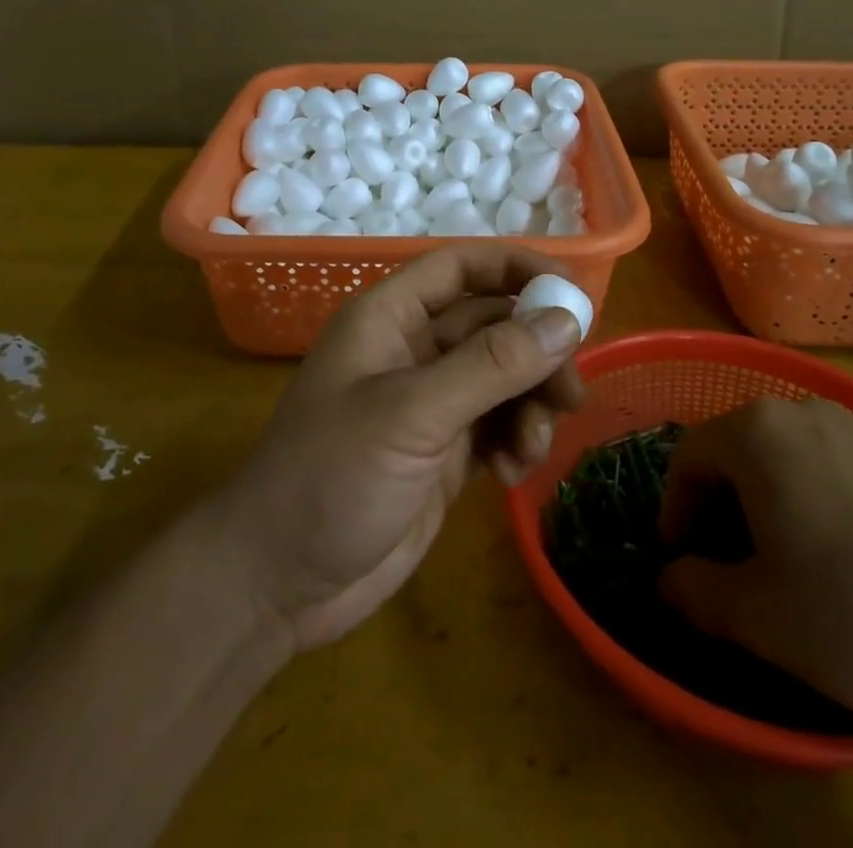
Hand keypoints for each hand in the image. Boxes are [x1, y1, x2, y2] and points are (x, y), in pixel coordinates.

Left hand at [209, 245, 585, 650]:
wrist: (279, 584)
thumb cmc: (332, 477)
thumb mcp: (412, 414)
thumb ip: (491, 365)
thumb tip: (566, 320)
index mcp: (389, 317)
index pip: (461, 268)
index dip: (517, 268)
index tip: (574, 292)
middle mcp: (412, 350)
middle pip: (493, 325)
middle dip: (536, 351)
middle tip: (570, 392)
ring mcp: (428, 403)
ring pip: (502, 378)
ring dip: (530, 404)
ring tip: (533, 445)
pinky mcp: (442, 452)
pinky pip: (497, 426)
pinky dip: (516, 440)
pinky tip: (513, 473)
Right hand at [658, 397, 852, 720]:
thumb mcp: (762, 621)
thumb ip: (696, 591)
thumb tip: (672, 579)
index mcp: (760, 434)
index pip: (689, 456)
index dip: (677, 509)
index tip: (686, 560)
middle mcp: (809, 413)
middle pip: (743, 448)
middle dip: (727, 503)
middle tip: (738, 563)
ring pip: (798, 455)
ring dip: (781, 499)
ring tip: (802, 561)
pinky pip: (851, 468)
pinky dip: (835, 500)